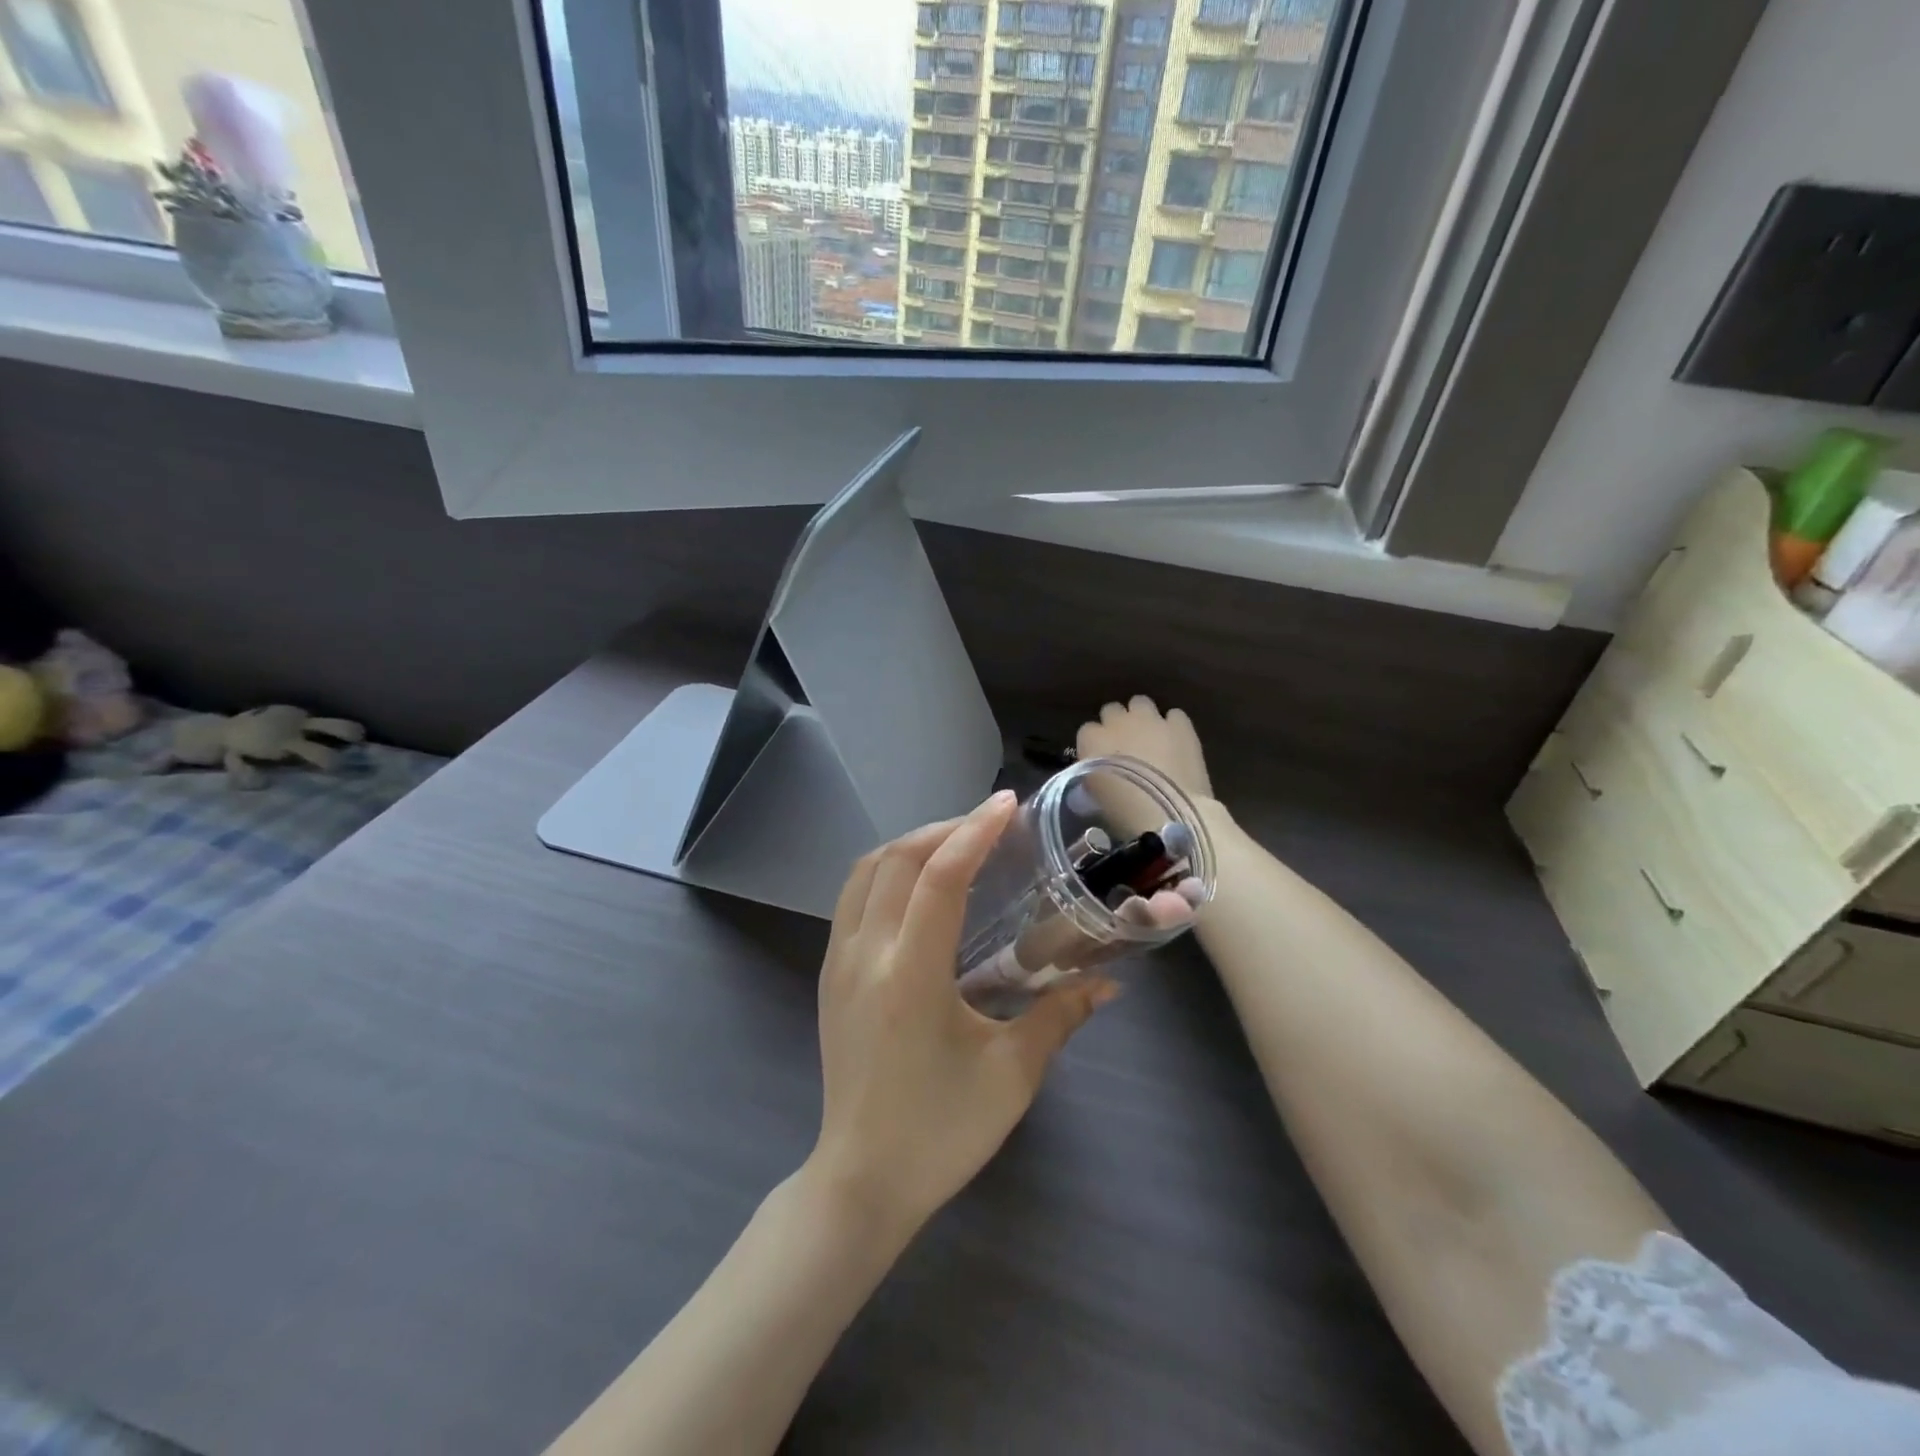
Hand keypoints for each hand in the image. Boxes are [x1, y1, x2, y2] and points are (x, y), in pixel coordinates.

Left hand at [809, 792, 1117, 1234]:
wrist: (861, 1182)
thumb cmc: (941, 1132)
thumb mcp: (1012, 1074)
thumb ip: (1059, 1015)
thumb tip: (1109, 983)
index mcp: (910, 975)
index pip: (938, 879)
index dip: (974, 832)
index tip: (1006, 804)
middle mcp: (865, 955)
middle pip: (896, 860)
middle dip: (944, 829)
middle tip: (989, 824)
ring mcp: (838, 963)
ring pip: (865, 872)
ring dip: (910, 846)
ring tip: (955, 844)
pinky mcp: (830, 976)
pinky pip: (852, 898)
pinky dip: (886, 871)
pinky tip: (918, 886)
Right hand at [1075, 697, 1215, 835]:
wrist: (1167, 813)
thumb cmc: (1121, 812)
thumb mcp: (1092, 794)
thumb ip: (1091, 772)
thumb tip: (1096, 769)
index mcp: (1091, 739)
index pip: (1087, 730)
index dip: (1096, 744)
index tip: (1102, 759)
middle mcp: (1118, 721)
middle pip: (1112, 710)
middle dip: (1117, 724)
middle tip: (1126, 746)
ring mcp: (1151, 719)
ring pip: (1141, 703)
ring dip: (1143, 717)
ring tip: (1151, 739)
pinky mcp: (1180, 725)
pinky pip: (1174, 715)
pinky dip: (1173, 726)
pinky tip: (1176, 742)